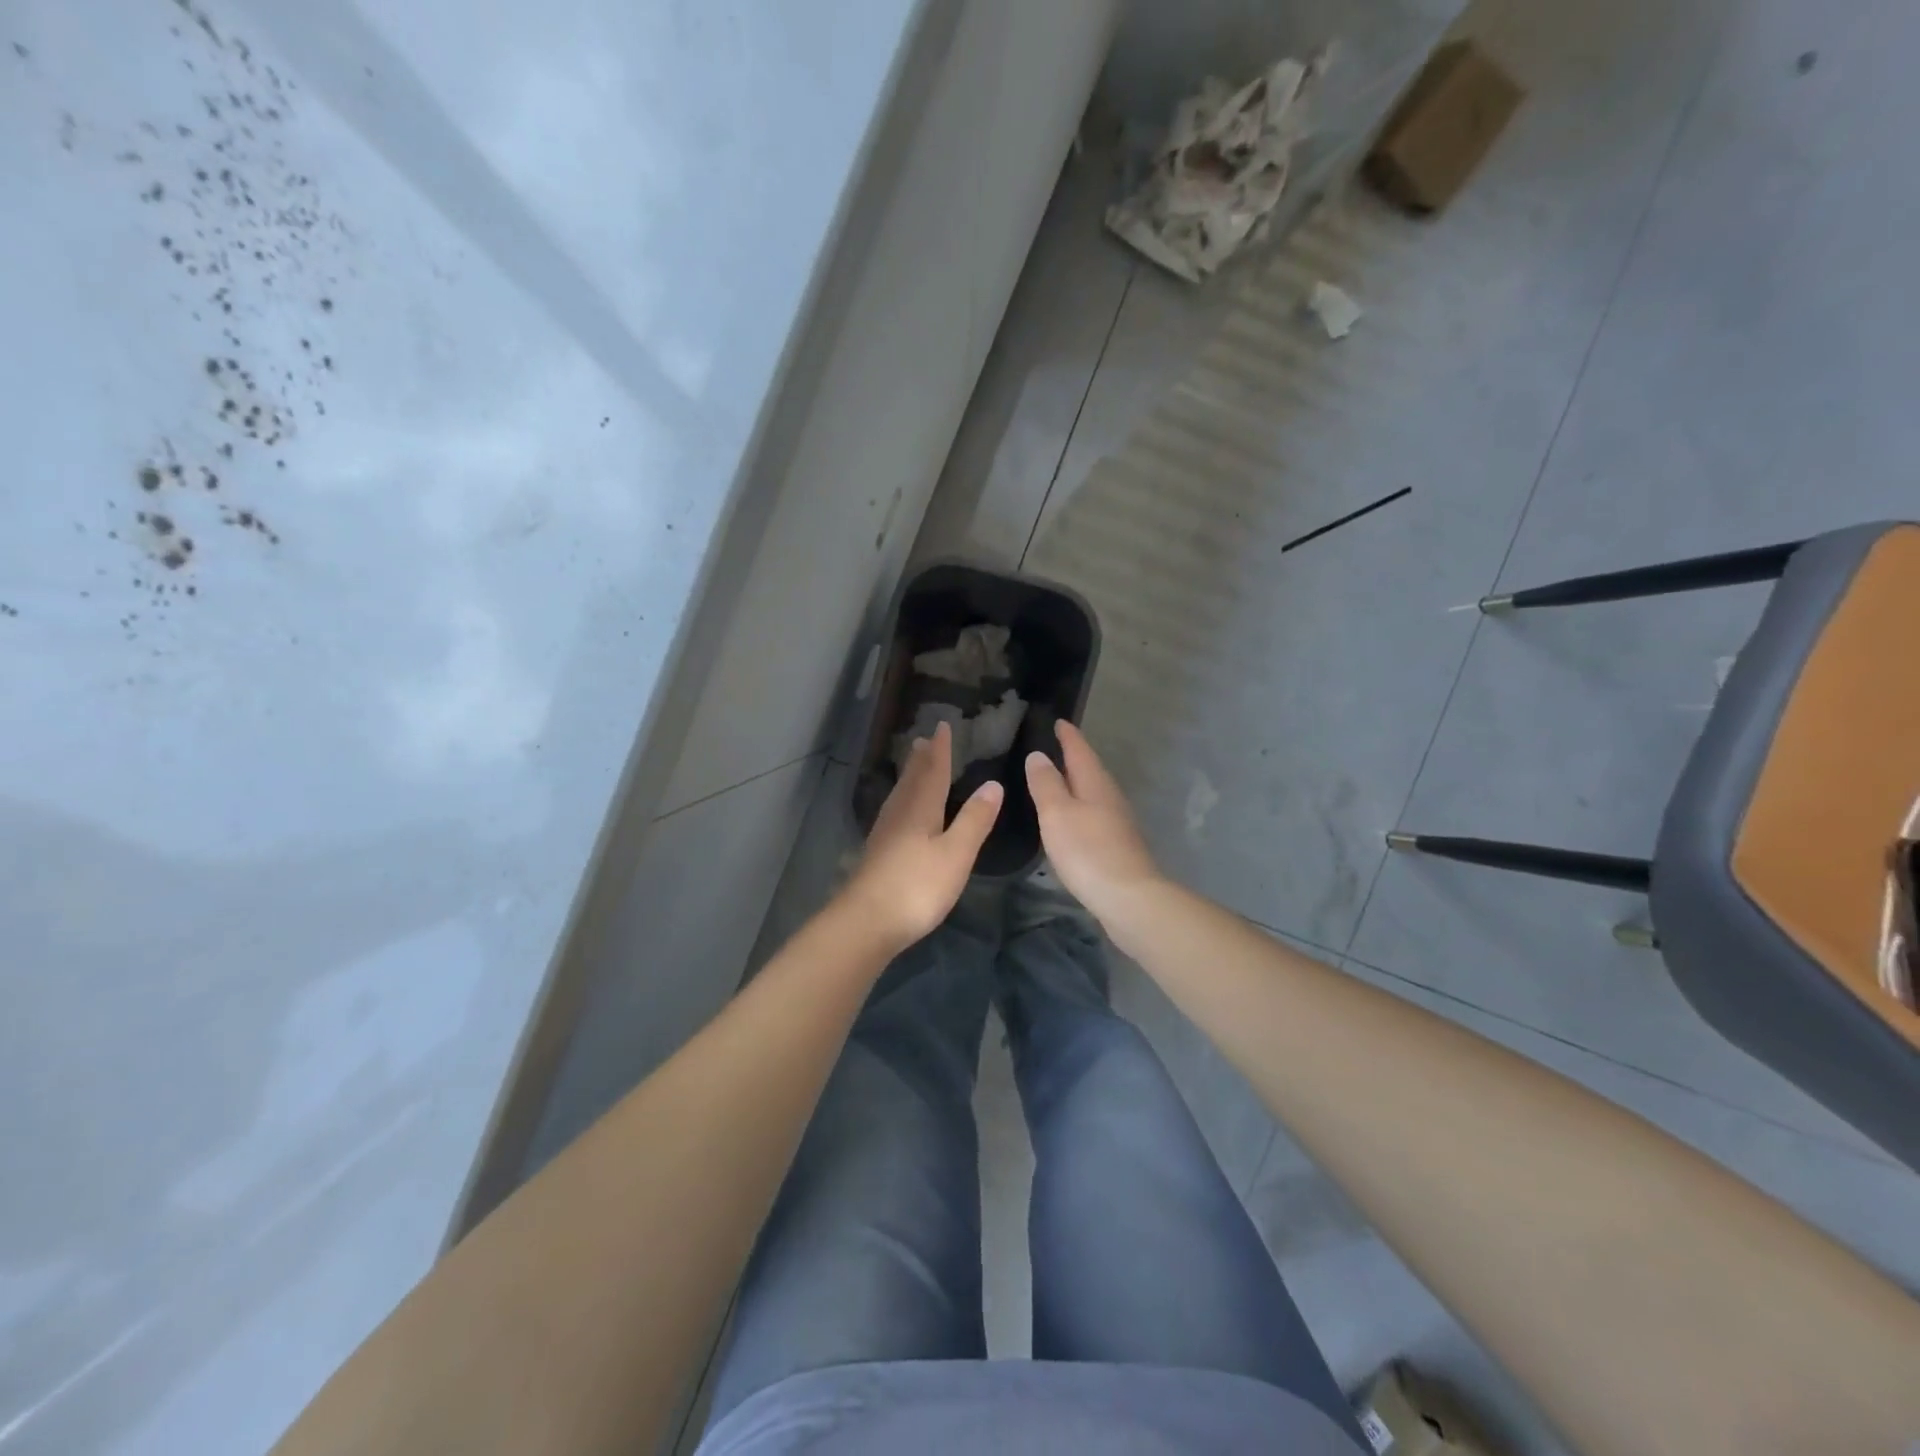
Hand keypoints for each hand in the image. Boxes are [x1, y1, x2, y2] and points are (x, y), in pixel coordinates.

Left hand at [840, 721, 1003, 951]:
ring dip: (909, 778)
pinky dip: (902, 801)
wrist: (867, 922)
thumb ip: (974, 820)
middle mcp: (900, 815)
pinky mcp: (878, 854)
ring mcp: (885, 835)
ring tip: (913, 767)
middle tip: (923, 741)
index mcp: (921, 810)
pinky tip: (900, 814)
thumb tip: (993, 783)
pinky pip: (894, 813)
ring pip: (900, 797)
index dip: (941, 750)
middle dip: (921, 761)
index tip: (942, 727)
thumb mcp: (956, 854)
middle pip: (912, 781)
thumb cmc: (916, 887)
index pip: (933, 772)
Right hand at [1024, 721, 1162, 921]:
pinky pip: (1094, 814)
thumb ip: (1046, 783)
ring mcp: (1117, 822)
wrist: (1129, 898)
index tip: (1058, 721)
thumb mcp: (1057, 813)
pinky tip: (1070, 819)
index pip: (1079, 750)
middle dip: (1073, 757)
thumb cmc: (1088, 851)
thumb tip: (1038, 755)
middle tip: (1053, 747)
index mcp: (1095, 783)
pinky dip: (1080, 808)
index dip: (1068, 735)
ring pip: (1093, 792)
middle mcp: (1110, 797)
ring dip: (1076, 784)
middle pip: (1090, 770)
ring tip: (1056, 780)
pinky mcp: (1117, 845)